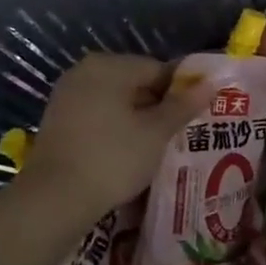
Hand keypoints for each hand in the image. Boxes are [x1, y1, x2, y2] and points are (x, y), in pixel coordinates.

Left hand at [20, 54, 204, 221]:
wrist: (55, 198)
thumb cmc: (113, 158)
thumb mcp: (156, 133)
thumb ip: (183, 105)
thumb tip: (211, 83)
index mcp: (109, 66)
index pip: (158, 68)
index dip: (181, 91)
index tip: (196, 116)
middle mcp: (84, 72)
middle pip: (135, 82)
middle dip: (158, 105)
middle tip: (180, 133)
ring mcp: (67, 96)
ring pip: (116, 101)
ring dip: (138, 119)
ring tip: (158, 145)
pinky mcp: (58, 121)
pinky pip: (98, 115)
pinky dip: (116, 128)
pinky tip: (129, 152)